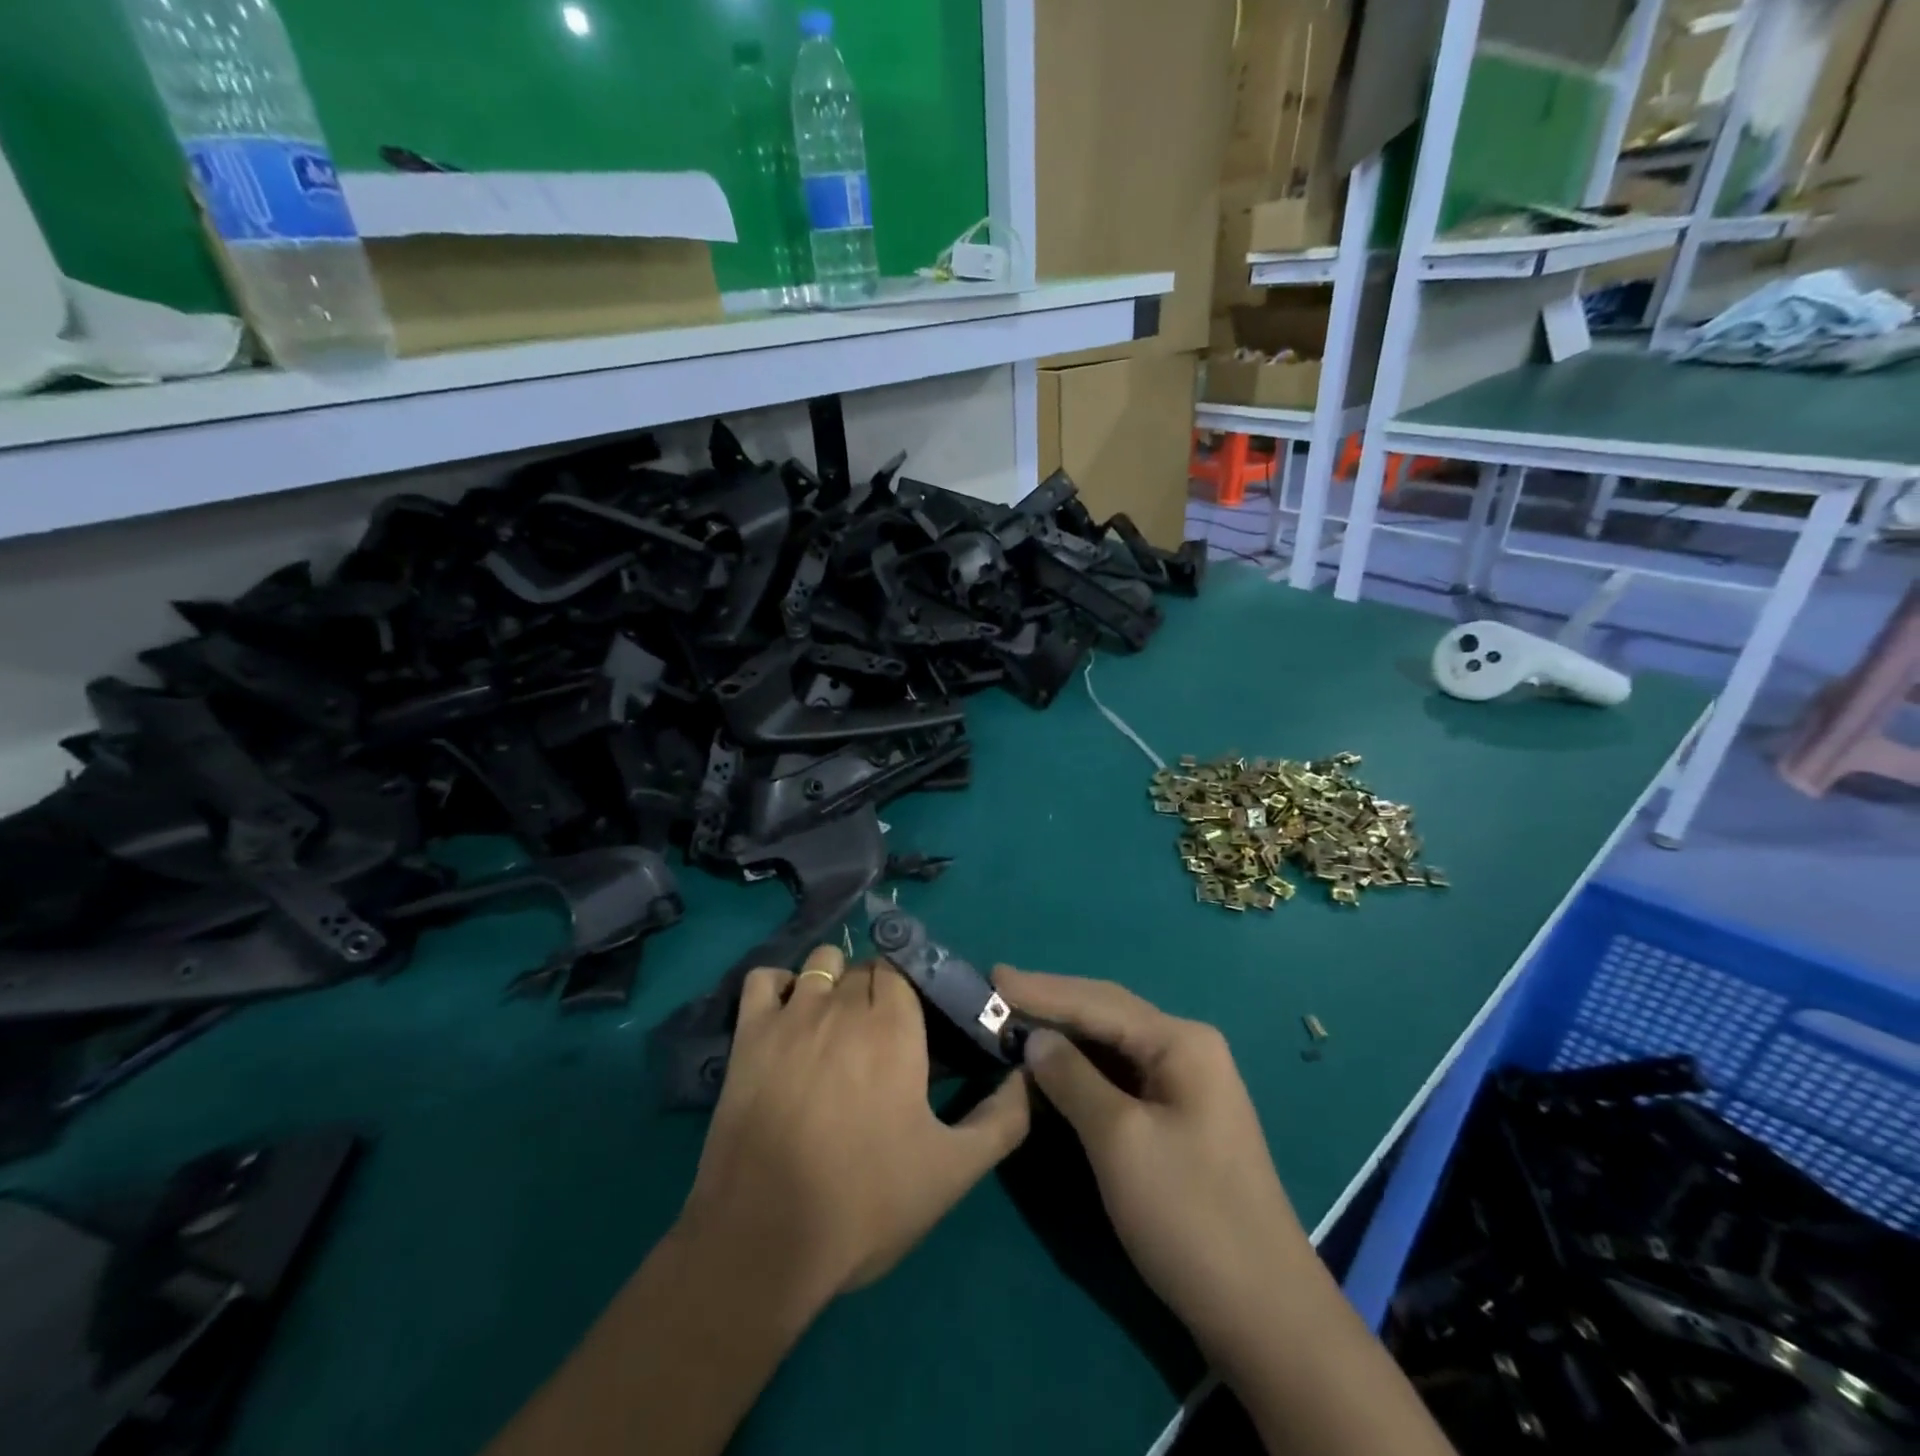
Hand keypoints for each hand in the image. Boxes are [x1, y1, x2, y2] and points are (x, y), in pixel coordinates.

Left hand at [676, 944, 1030, 1310]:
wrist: (764, 1240)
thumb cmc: (865, 1202)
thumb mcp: (952, 1171)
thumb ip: (1004, 1119)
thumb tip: (1030, 1075)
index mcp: (894, 1027)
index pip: (905, 970)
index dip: (912, 989)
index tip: (915, 1019)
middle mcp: (845, 1004)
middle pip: (866, 967)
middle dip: (877, 988)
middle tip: (880, 1034)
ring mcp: (792, 1014)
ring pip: (821, 962)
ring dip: (834, 980)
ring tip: (835, 1022)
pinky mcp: (748, 1034)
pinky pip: (765, 980)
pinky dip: (780, 987)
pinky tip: (788, 1017)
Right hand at [992, 967, 1313, 1367]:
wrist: (1265, 1313)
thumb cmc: (1189, 1215)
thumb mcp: (1119, 1140)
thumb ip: (1072, 1078)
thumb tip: (1035, 1039)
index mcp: (1180, 1042)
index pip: (1097, 1001)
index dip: (1041, 990)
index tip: (991, 976)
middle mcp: (1186, 1049)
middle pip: (1106, 1013)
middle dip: (1051, 1003)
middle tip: (996, 992)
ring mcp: (1185, 1084)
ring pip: (1111, 1045)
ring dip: (1064, 1035)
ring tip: (1014, 1020)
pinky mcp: (1177, 1118)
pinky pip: (1119, 1076)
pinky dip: (1081, 1069)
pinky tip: (1052, 1067)